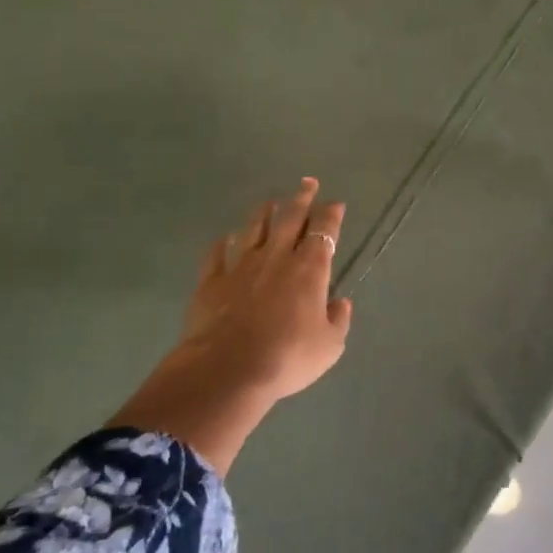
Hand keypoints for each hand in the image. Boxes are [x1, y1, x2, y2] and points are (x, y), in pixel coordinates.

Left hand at [173, 177, 352, 404]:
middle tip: (307, 182)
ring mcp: (240, 266)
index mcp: (309, 270)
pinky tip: (224, 238)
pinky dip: (222, 244)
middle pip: (290, 219)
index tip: (335, 203)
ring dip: (264, 213)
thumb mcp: (329, 346)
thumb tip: (340, 302)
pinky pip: (217, 254)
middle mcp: (276, 258)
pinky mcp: (212, 281)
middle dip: (301, 198)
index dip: (331, 215)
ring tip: (269, 202)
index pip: (324, 232)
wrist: (228, 370)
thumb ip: (338, 320)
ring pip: (254, 229)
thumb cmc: (287, 358)